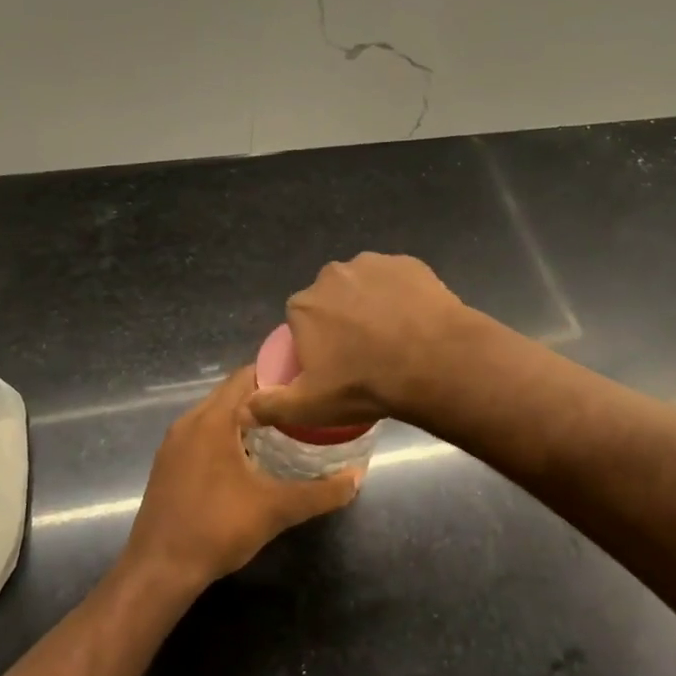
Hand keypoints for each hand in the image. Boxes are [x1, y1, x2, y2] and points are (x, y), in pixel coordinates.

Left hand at [123, 368, 359, 593]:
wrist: (159, 570)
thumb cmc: (217, 529)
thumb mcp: (276, 509)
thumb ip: (321, 492)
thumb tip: (358, 477)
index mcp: (212, 420)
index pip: (246, 376)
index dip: (277, 373)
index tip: (307, 381)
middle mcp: (189, 422)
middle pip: (230, 392)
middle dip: (265, 396)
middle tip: (301, 405)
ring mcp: (174, 443)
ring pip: (214, 414)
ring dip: (244, 416)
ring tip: (282, 427)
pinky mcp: (167, 463)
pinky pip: (201, 433)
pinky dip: (225, 434)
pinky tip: (248, 456)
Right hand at [243, 252, 465, 433]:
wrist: (433, 361)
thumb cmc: (365, 384)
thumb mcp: (312, 406)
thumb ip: (271, 406)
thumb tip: (241, 412)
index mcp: (304, 305)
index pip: (300, 320)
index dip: (316, 342)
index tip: (335, 365)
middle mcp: (332, 275)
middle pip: (331, 298)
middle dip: (342, 319)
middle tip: (365, 353)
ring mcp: (373, 264)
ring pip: (365, 285)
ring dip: (372, 303)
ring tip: (395, 338)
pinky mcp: (409, 263)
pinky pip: (398, 280)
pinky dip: (402, 295)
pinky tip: (415, 321)